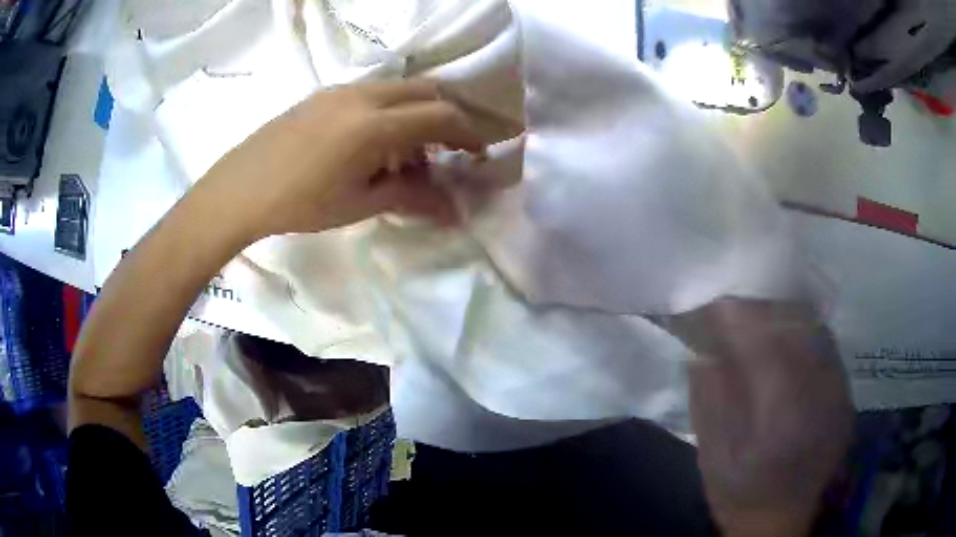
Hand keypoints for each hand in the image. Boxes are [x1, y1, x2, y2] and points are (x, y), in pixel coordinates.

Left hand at [201, 79, 484, 240]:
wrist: (240, 189)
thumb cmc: (299, 204)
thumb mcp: (359, 204)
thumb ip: (411, 197)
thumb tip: (454, 210)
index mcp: (375, 125)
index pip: (441, 116)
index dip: (468, 132)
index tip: (480, 152)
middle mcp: (364, 96)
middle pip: (426, 91)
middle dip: (448, 116)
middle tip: (449, 149)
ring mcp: (342, 90)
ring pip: (399, 89)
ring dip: (417, 112)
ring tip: (410, 152)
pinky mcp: (324, 94)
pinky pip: (373, 92)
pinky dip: (391, 110)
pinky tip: (375, 142)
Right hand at [665, 300, 852, 536]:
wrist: (780, 521)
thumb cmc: (739, 493)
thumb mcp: (712, 455)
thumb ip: (709, 397)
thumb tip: (703, 346)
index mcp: (780, 412)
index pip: (762, 339)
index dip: (737, 315)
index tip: (714, 305)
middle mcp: (819, 393)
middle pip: (796, 323)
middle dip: (762, 307)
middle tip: (736, 307)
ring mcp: (838, 392)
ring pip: (816, 328)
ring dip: (786, 315)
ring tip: (761, 319)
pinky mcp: (845, 394)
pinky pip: (828, 345)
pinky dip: (805, 332)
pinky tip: (788, 341)